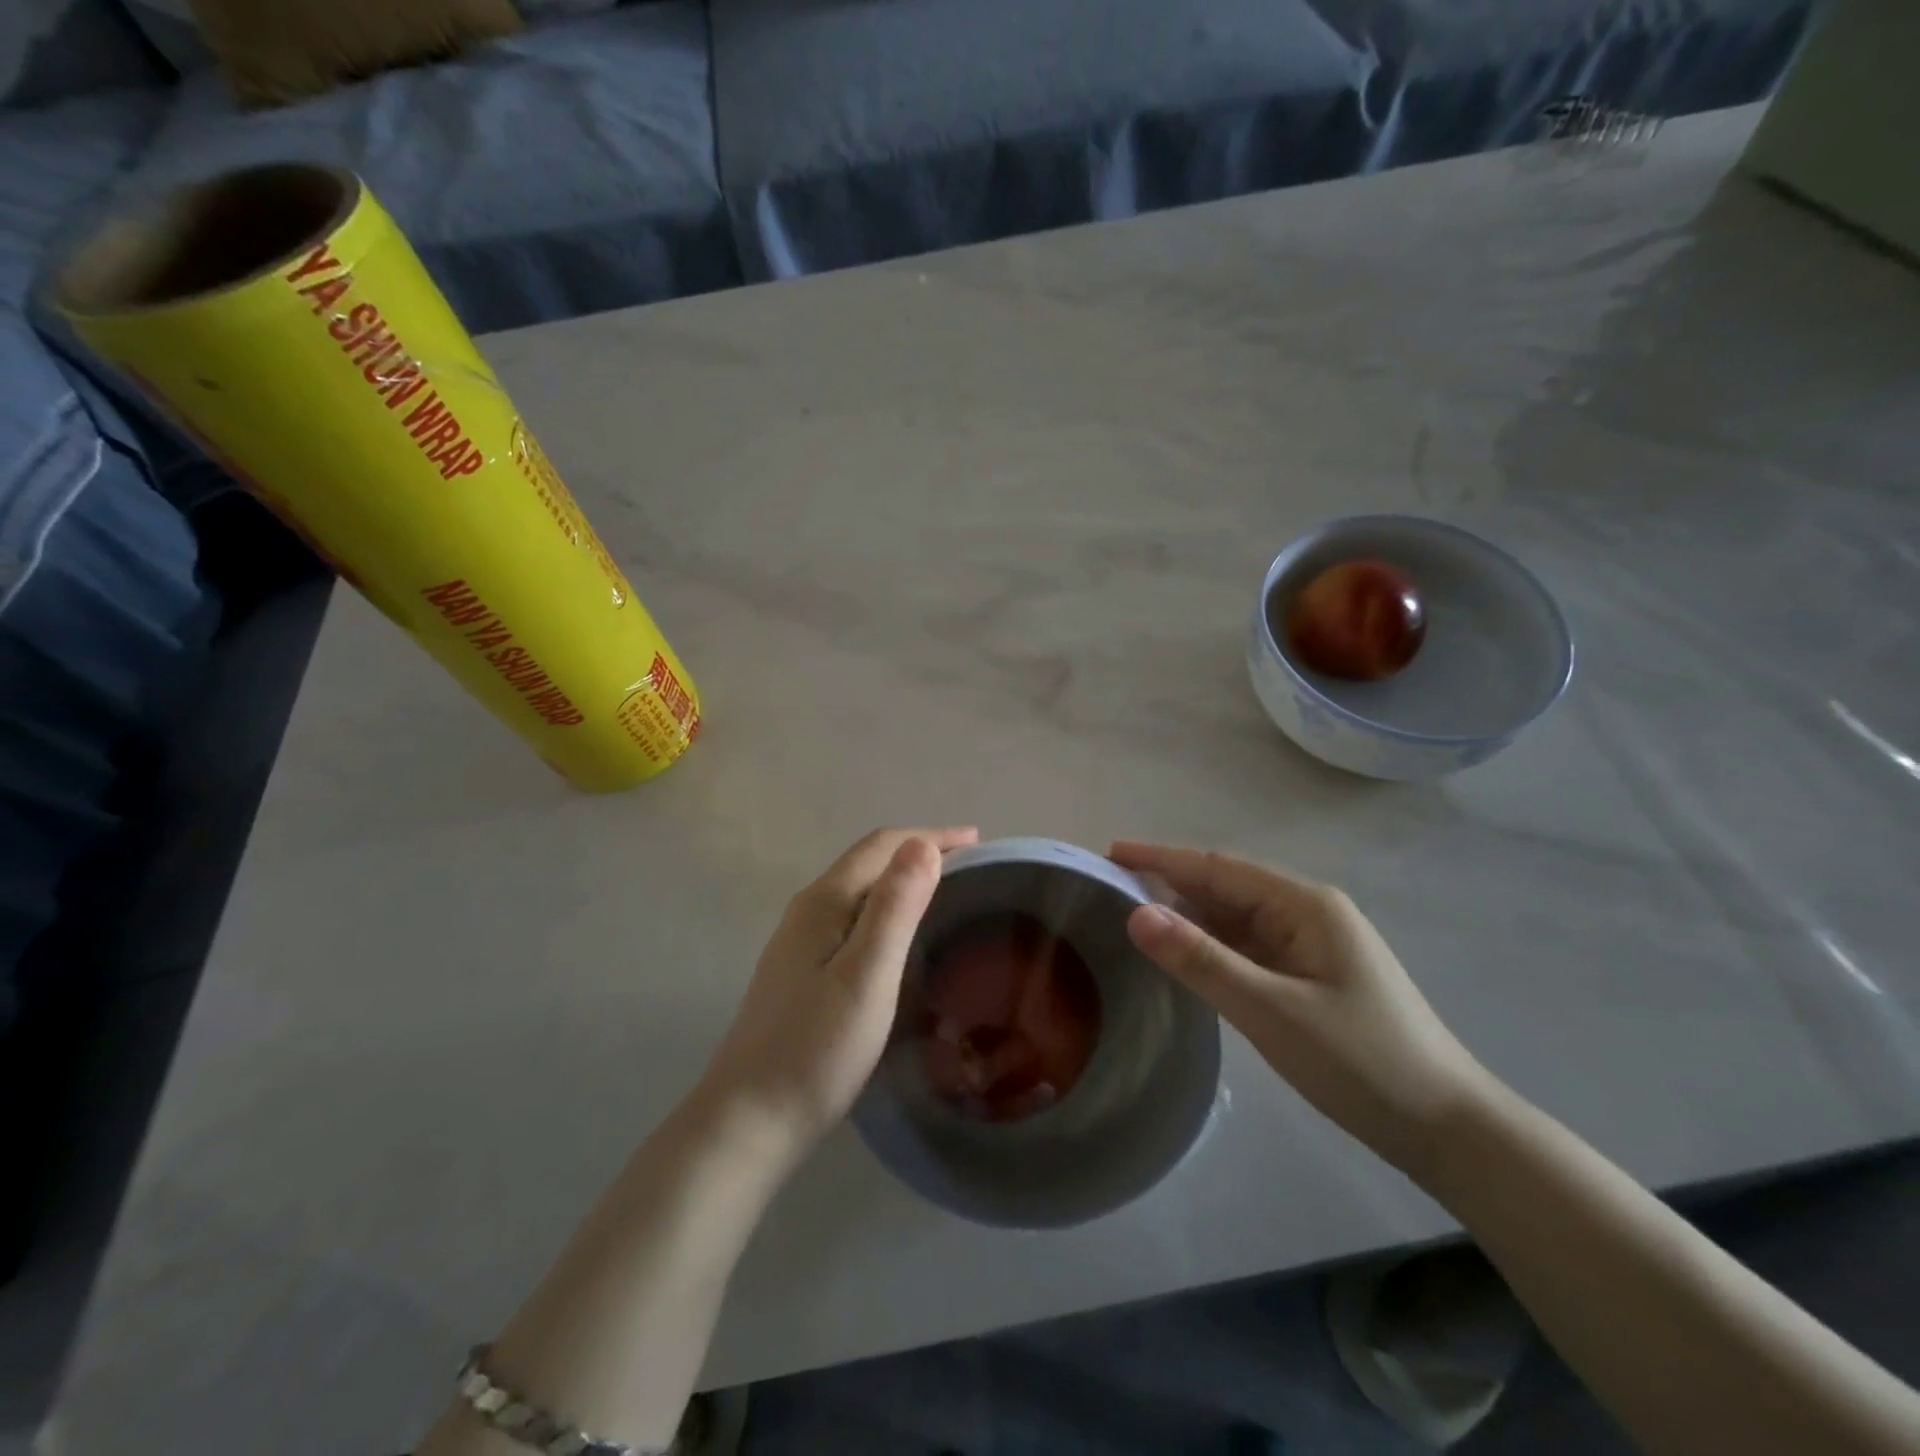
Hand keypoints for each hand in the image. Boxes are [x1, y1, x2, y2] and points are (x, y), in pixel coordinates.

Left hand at [701, 827, 977, 1156]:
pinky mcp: (800, 971)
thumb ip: (895, 907)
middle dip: (919, 853)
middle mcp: (808, 911)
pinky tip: (901, 938)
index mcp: (824, 902)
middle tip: (971, 866)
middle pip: (869, 862)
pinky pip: (853, 919)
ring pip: (860, 892)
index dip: (930, 836)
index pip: (882, 845)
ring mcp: (799, 942)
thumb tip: (921, 844)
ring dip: (903, 881)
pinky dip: (887, 911)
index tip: (978, 840)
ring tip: (946, 893)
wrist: (750, 1120)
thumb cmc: (817, 1049)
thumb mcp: (867, 975)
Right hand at [1112, 841, 1490, 1174]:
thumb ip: (1201, 960)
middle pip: (1225, 887)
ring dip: (1187, 914)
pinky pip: (1247, 948)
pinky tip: (1182, 954)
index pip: (1218, 868)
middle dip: (1168, 882)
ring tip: (1132, 915)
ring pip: (1235, 918)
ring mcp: (1310, 946)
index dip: (1162, 858)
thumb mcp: (1272, 1011)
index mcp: (1304, 905)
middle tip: (1108, 886)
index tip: (1110, 852)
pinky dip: (1210, 945)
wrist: (1449, 1130)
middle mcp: (1307, 914)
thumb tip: (1136, 913)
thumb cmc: (1363, 1061)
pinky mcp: (1310, 978)